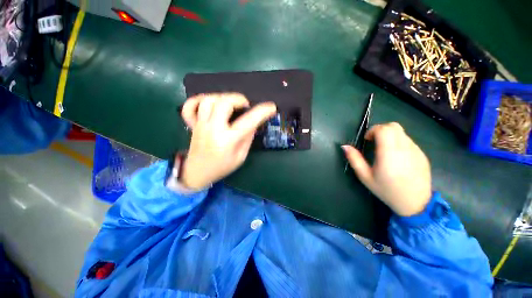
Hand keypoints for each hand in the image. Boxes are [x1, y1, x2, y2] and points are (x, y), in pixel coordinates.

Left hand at [180, 93, 276, 189]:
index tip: (271, 107)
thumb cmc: (222, 167)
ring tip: (230, 104)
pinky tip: (209, 103)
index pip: (247, 122)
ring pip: (208, 100)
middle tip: (245, 105)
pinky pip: (189, 106)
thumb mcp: (240, 157)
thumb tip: (254, 123)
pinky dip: (198, 100)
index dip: (261, 112)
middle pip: (223, 103)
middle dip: (238, 99)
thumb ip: (248, 138)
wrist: (198, 173)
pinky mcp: (193, 124)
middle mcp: (213, 129)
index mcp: (227, 140)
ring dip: (222, 97)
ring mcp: (200, 125)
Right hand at [342, 122, 430, 216]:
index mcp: (389, 153)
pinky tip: (396, 157)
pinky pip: (408, 141)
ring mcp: (416, 150)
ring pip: (402, 133)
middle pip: (394, 126)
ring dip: (390, 136)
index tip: (367, 140)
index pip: (384, 129)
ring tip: (384, 151)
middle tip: (374, 142)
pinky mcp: (422, 154)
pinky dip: (399, 143)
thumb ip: (354, 159)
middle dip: (381, 129)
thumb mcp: (365, 176)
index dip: (372, 130)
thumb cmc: (386, 190)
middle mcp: (405, 148)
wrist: (415, 203)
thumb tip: (345, 146)